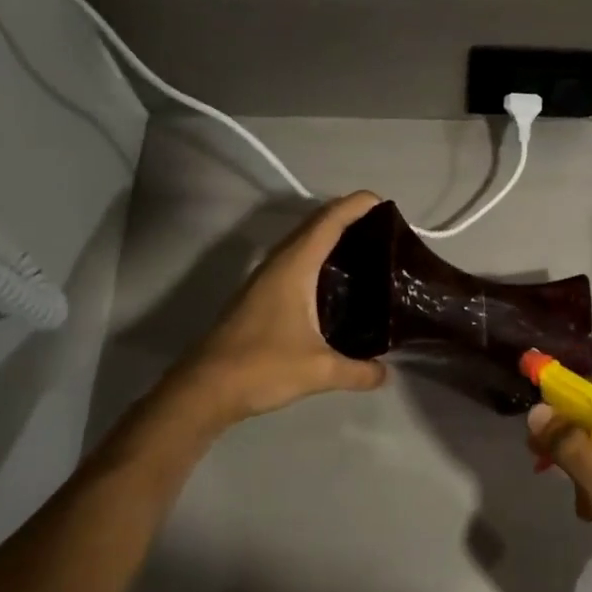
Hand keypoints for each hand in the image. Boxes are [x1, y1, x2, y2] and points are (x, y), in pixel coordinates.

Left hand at [171, 192, 388, 424]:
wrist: (205, 388)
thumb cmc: (262, 367)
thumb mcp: (319, 371)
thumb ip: (358, 371)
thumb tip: (386, 373)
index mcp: (294, 267)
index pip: (329, 222)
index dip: (356, 206)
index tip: (383, 203)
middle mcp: (279, 264)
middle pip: (316, 226)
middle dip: (348, 218)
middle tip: (384, 230)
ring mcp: (266, 279)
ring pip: (303, 244)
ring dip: (331, 238)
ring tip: (367, 251)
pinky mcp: (260, 296)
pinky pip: (296, 263)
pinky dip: (319, 260)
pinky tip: (336, 284)